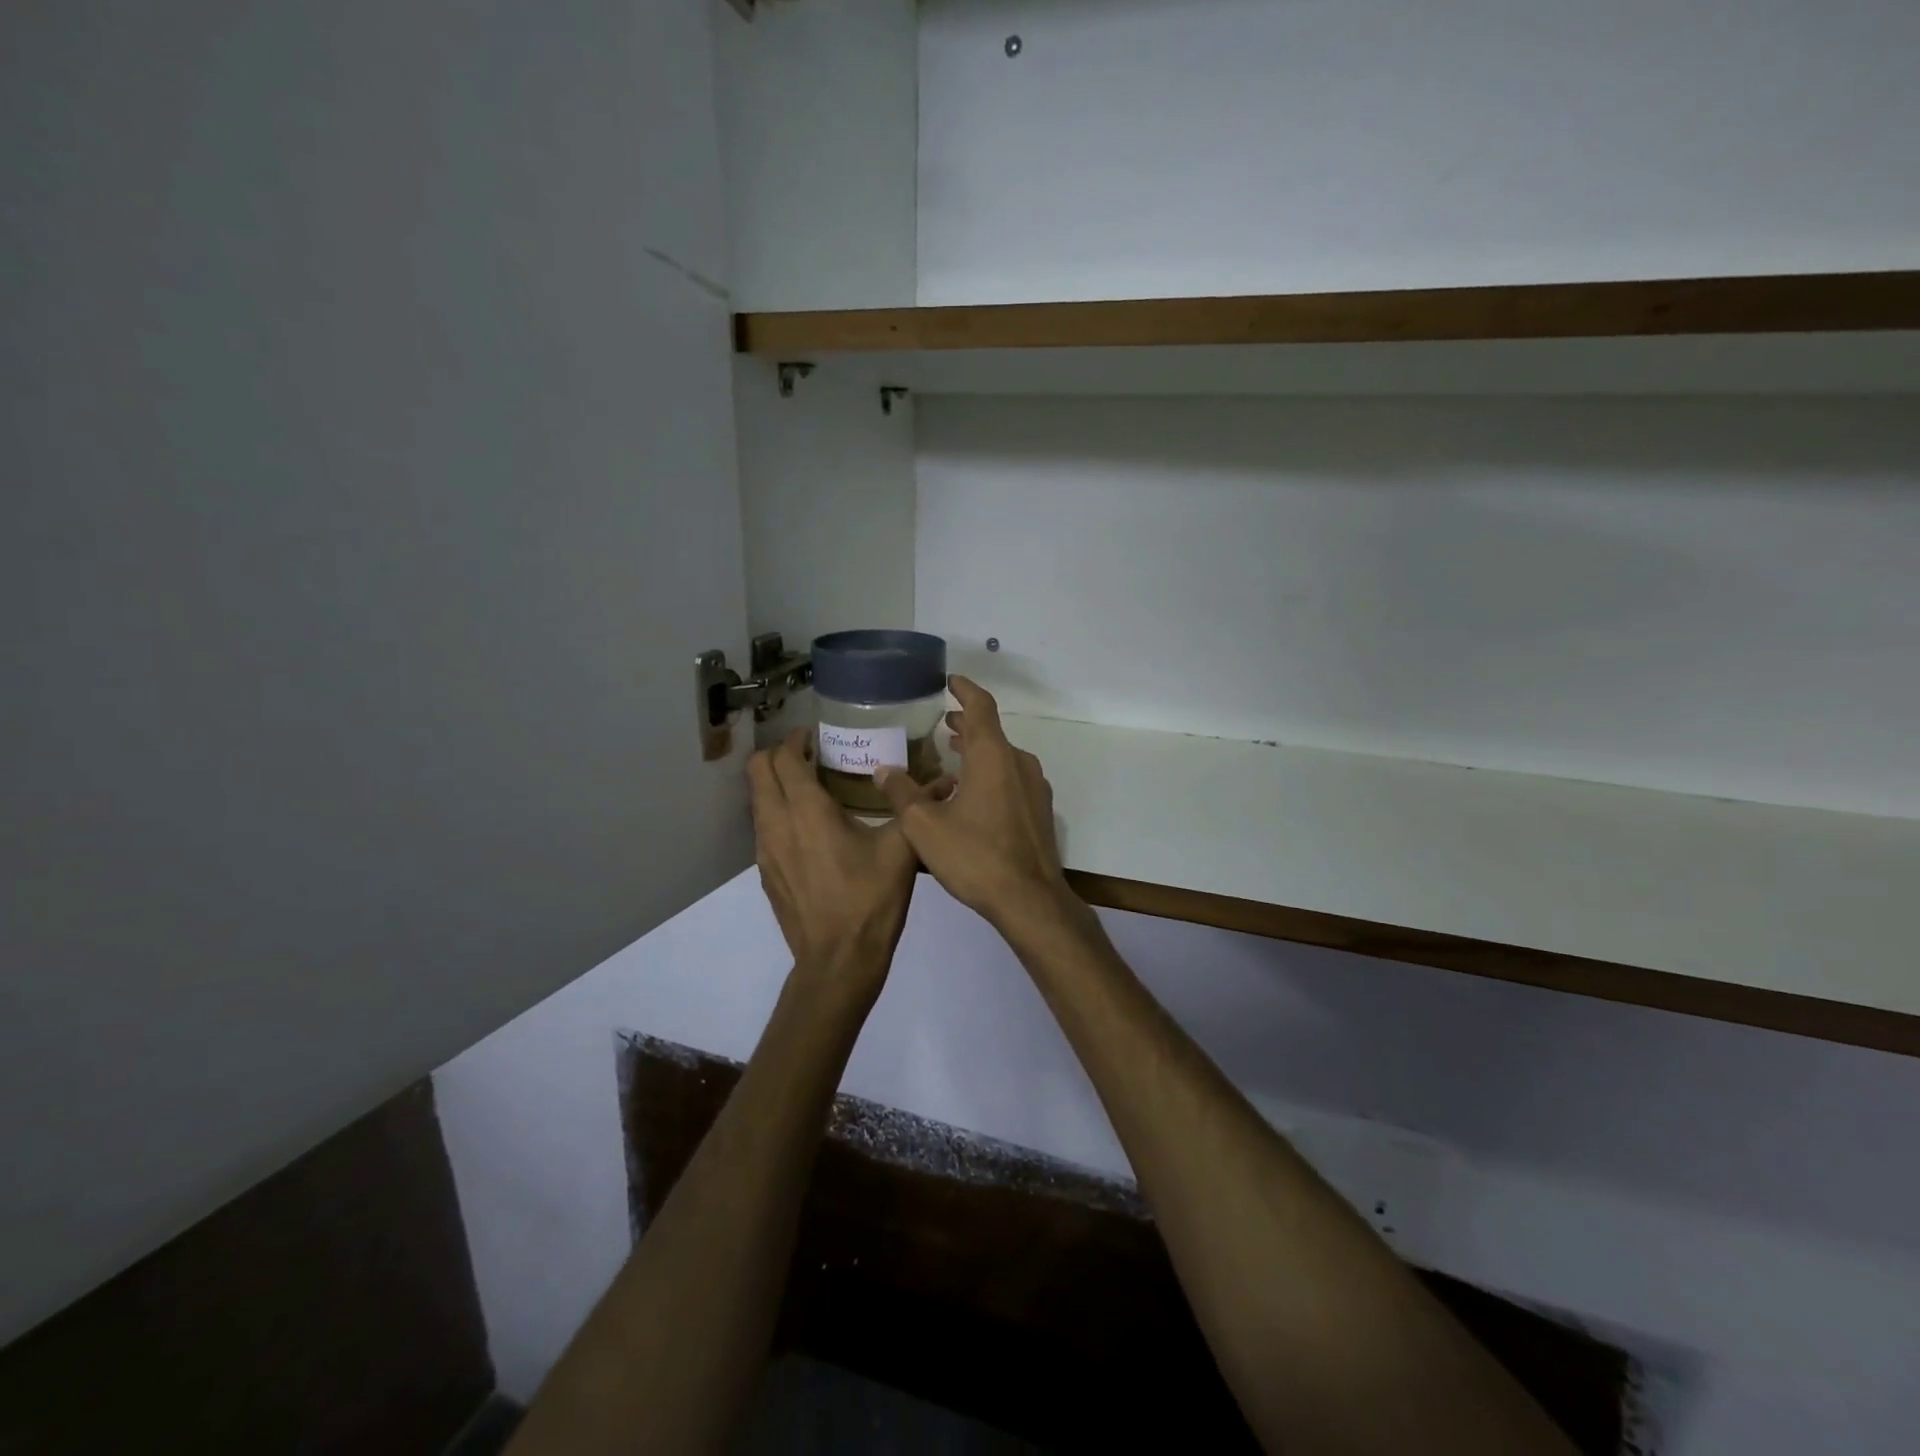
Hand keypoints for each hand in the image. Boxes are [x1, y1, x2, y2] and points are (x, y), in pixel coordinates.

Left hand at [750, 728, 918, 990]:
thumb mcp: (902, 850)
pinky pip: (763, 827)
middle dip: (778, 755)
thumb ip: (916, 809)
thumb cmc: (870, 901)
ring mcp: (765, 852)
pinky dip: (777, 812)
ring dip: (776, 784)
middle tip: (810, 755)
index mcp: (806, 811)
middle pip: (758, 771)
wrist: (838, 962)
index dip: (796, 740)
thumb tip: (946, 782)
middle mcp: (776, 824)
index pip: (785, 759)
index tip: (815, 736)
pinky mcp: (766, 874)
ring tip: (811, 788)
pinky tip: (809, 829)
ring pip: (757, 800)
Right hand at [877, 676, 1070, 930]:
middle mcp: (1018, 763)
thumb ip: (901, 793)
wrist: (1029, 899)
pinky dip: (990, 772)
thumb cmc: (975, 856)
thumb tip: (883, 769)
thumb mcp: (924, 826)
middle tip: (941, 723)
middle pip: (991, 732)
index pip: (980, 707)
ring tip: (951, 753)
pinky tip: (972, 793)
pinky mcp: (1039, 810)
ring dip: (977, 750)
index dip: (964, 689)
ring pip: (1002, 756)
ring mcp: (1034, 787)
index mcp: (992, 756)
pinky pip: (1012, 778)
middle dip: (965, 723)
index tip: (950, 681)